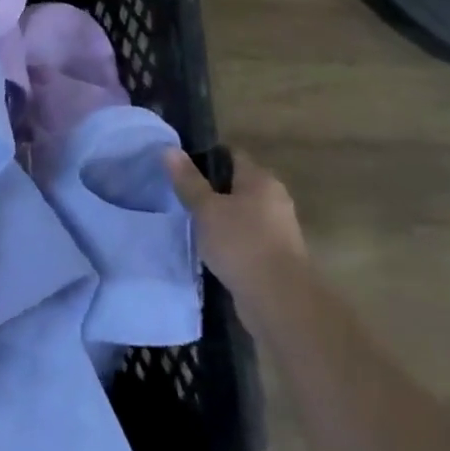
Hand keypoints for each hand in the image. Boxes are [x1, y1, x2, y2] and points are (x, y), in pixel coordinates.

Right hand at [162, 146, 306, 301]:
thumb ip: (188, 180)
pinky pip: (246, 238)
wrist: (280, 302)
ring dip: (220, 217)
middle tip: (179, 193)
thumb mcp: (205, 208)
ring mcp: (278, 230)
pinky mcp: (275, 257)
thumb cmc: (241, 243)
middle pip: (236, 185)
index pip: (231, 156)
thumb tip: (170, 149)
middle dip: (210, 189)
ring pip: (241, 213)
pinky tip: (208, 247)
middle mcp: (274, 200)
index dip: (204, 156)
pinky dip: (229, 239)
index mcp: (261, 181)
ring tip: (189, 221)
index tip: (179, 165)